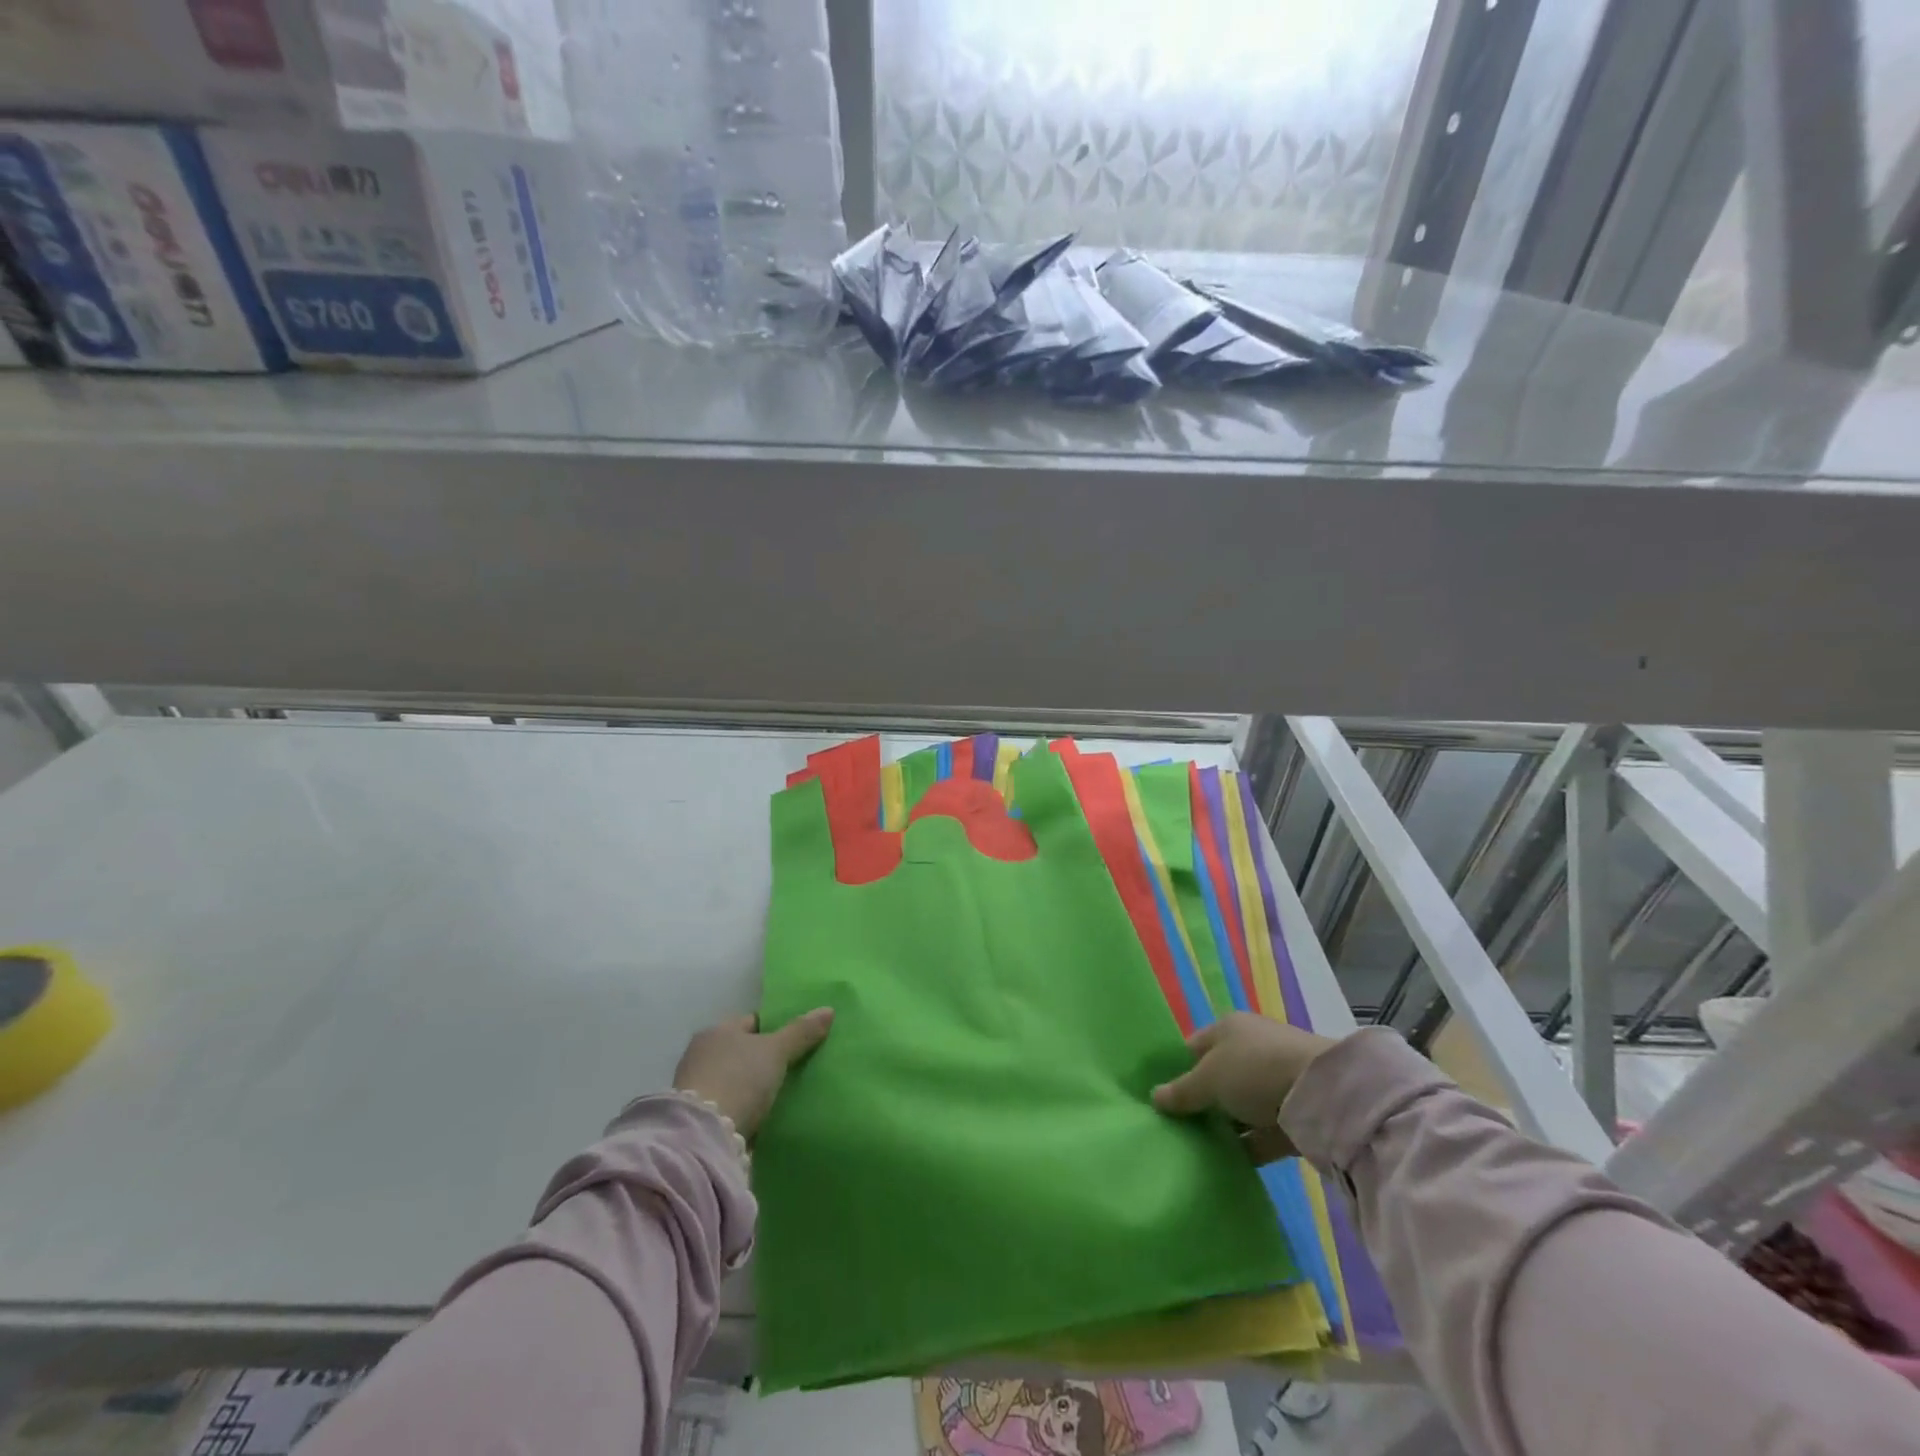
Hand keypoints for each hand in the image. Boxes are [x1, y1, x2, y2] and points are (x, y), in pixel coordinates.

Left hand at [673, 1009, 833, 1138]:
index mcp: (717, 1031)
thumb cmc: (739, 1079)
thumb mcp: (776, 1051)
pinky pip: (731, 1104)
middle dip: (766, 1059)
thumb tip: (828, 1010)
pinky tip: (765, 1115)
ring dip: (755, 1086)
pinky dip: (746, 1108)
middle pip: (744, 1050)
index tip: (800, 1040)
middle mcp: (702, 1054)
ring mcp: (697, 1087)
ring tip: (785, 1093)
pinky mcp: (700, 1118)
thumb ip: (801, 1031)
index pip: (753, 1021)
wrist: (705, 1137)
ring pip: (737, 1079)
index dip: (778, 1028)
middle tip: (797, 1067)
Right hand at [1151, 1012, 1337, 1162]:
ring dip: (1224, 1126)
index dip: (1176, 1070)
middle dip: (1200, 1101)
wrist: (1322, 1094)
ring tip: (1197, 1150)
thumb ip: (1182, 1091)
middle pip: (1217, 1077)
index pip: (1194, 1047)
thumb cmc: (1254, 1070)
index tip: (1161, 1098)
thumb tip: (1154, 1097)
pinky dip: (1246, 1146)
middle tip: (1176, 1127)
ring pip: (1239, 1106)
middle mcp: (1251, 1050)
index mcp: (1228, 1029)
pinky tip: (1226, 1164)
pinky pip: (1261, 1132)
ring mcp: (1274, 1082)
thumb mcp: (1209, 1078)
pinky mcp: (1293, 1115)